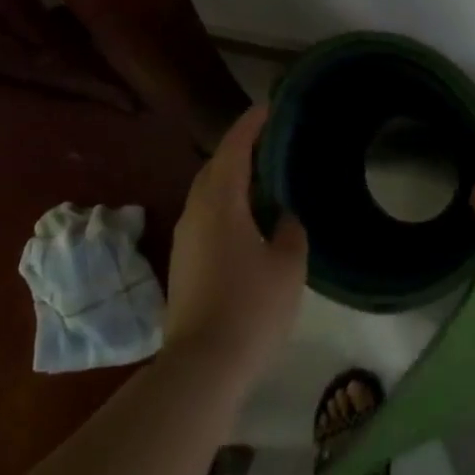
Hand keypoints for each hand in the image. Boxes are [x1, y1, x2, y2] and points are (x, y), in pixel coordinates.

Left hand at [161, 105, 306, 390]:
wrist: (202, 366)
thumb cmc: (251, 307)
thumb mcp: (288, 265)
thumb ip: (291, 231)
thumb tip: (285, 219)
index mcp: (220, 203)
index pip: (234, 149)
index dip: (251, 125)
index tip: (268, 107)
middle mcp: (196, 213)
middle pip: (215, 168)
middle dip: (239, 149)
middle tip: (270, 142)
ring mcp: (185, 239)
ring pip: (207, 194)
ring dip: (231, 179)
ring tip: (262, 177)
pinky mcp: (183, 264)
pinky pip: (205, 217)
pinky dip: (226, 204)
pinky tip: (247, 219)